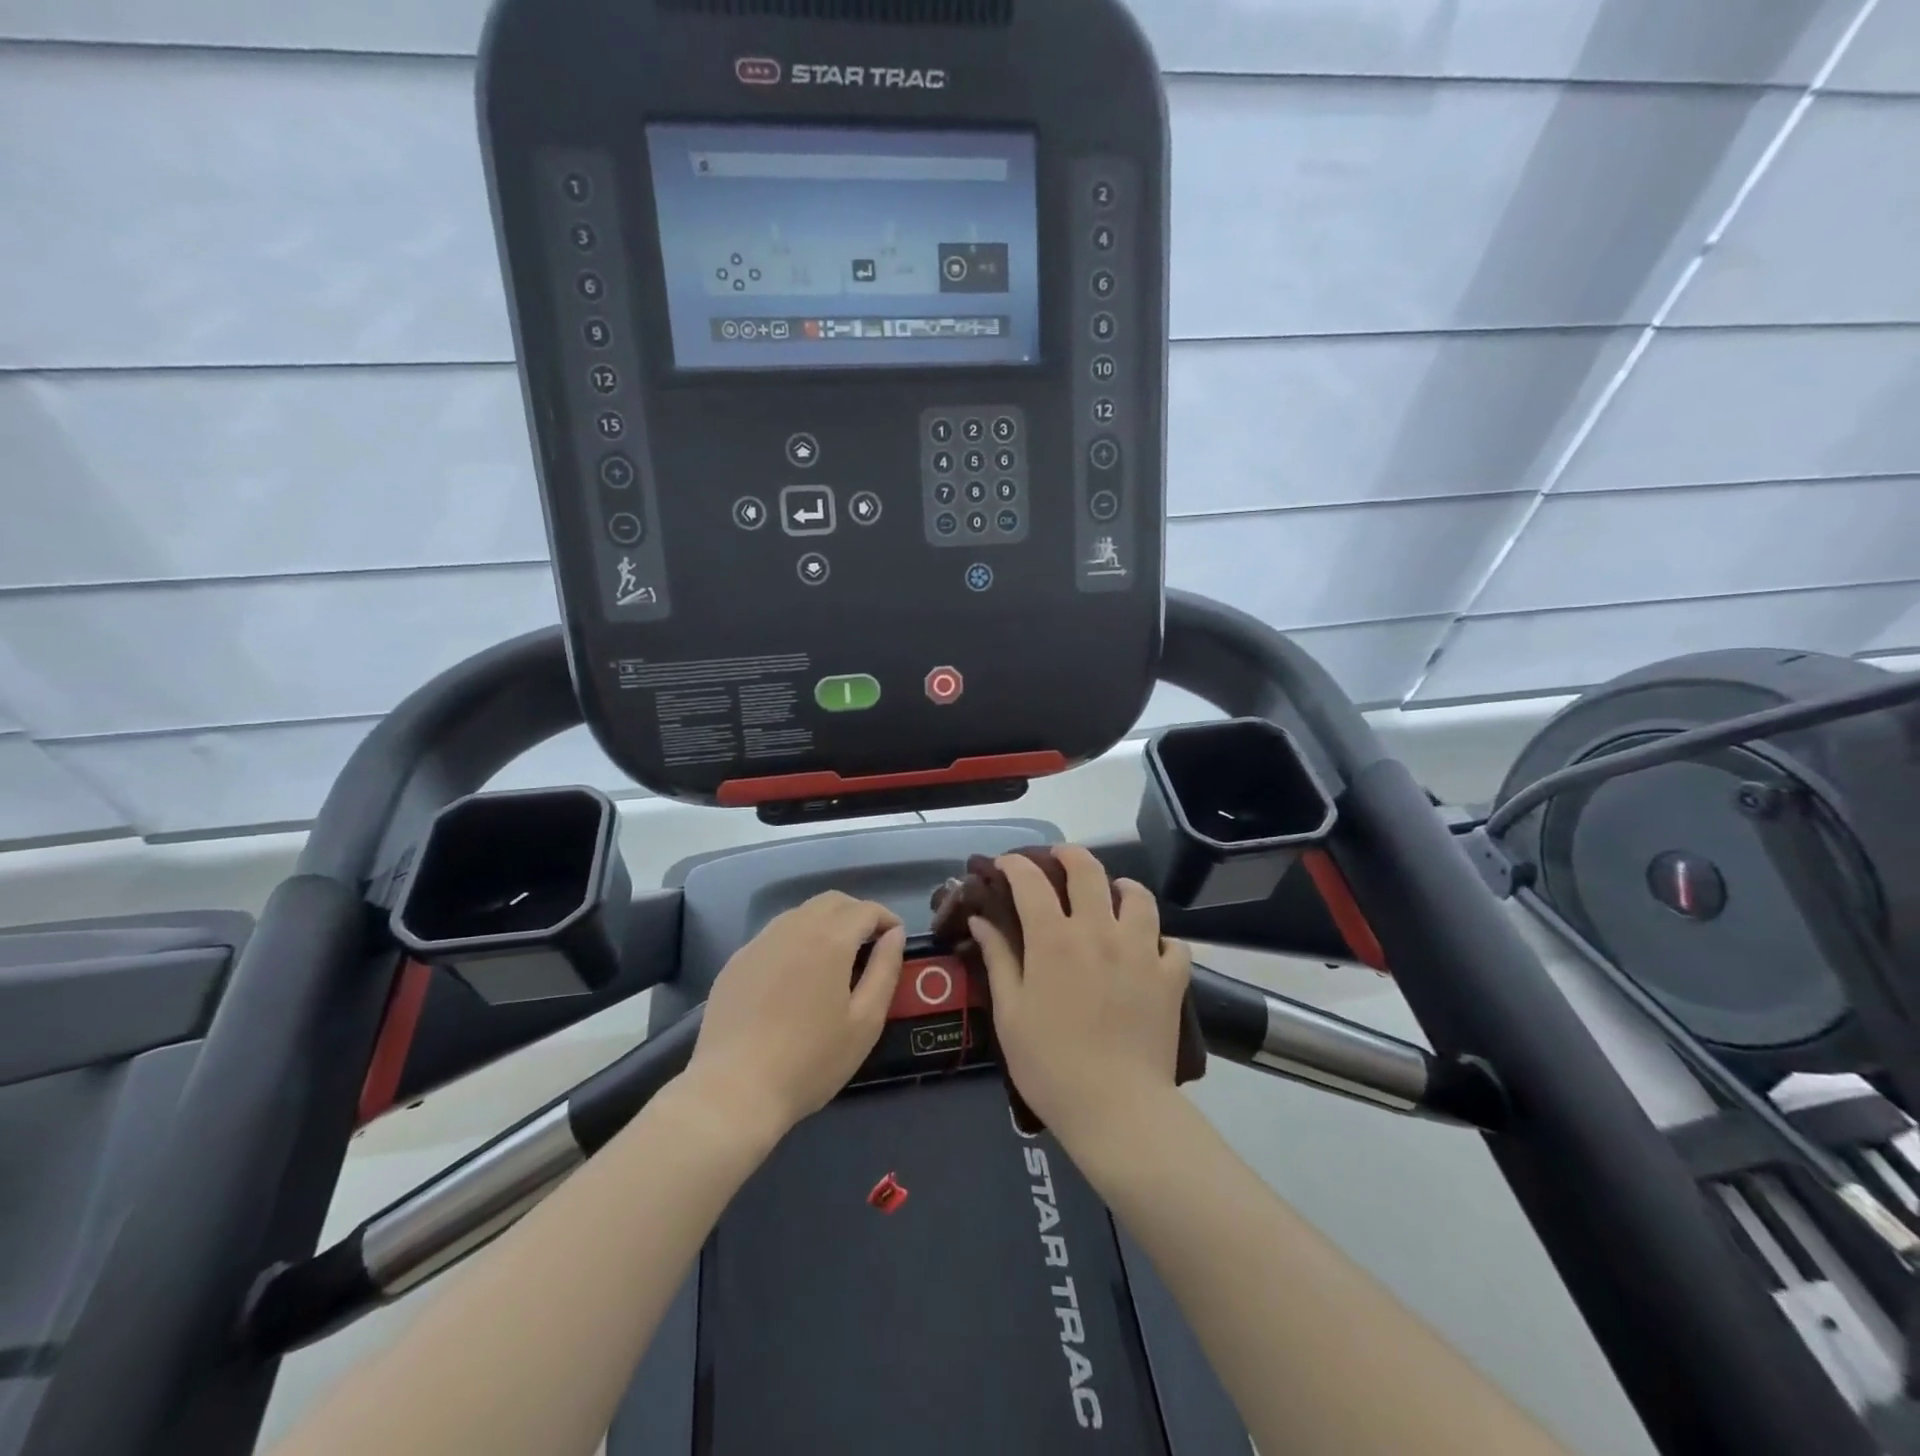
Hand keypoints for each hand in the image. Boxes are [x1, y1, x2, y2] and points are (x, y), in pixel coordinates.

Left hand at [682, 891, 905, 1141]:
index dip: (887, 919)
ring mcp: (760, 942)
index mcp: (830, 939)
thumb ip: (885, 970)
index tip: (895, 941)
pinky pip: (775, 935)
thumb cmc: (811, 1061)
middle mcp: (793, 927)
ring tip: (834, 960)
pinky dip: (795, 941)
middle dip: (856, 914)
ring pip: (800, 914)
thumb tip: (894, 935)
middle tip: (869, 945)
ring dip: (825, 924)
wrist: (734, 1090)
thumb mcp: (865, 1022)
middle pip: (832, 901)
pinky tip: (795, 977)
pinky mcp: (737, 961)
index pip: (866, 909)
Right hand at [971, 846, 1191, 1148]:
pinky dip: (1160, 939)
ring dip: (1121, 887)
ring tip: (1113, 894)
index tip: (1004, 865)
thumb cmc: (1050, 1063)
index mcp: (1054, 939)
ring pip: (1138, 896)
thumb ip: (998, 958)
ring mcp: (1140, 950)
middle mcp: (1099, 931)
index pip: (1031, 881)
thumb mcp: (1010, 1012)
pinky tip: (1149, 949)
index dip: (1015, 865)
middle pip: (1088, 871)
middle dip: (1069, 855)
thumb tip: (981, 919)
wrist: (1116, 1108)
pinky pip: (1172, 943)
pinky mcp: (1171, 976)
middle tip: (1059, 859)